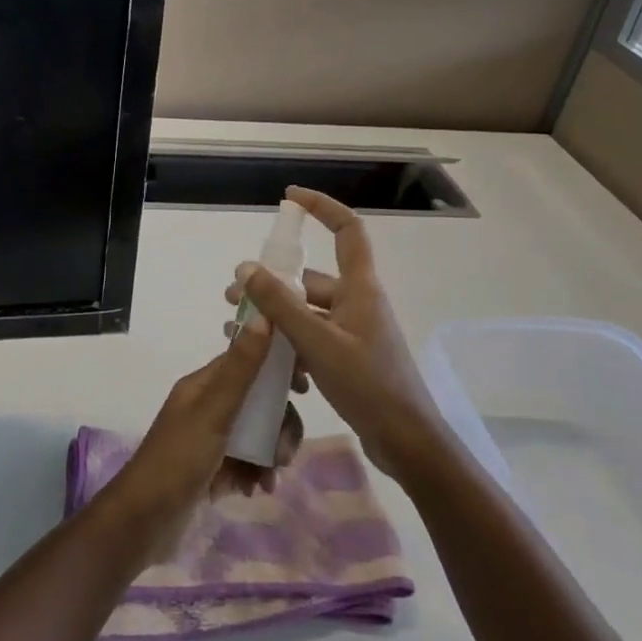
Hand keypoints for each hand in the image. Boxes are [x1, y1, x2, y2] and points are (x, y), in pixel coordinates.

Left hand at [104, 316, 304, 555]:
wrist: (143, 522)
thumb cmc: (178, 460)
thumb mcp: (214, 412)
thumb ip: (241, 368)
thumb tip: (265, 315)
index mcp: (203, 386)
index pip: (247, 361)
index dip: (277, 368)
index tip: (305, 388)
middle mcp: (207, 407)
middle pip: (258, 402)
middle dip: (279, 424)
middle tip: (284, 452)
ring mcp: (209, 440)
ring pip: (256, 434)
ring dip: (270, 453)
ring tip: (270, 476)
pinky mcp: (212, 470)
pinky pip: (247, 462)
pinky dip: (257, 474)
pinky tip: (256, 491)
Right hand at [225, 187, 444, 480]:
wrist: (407, 443)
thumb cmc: (368, 385)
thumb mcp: (317, 342)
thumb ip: (281, 304)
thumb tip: (246, 268)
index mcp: (360, 288)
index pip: (347, 229)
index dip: (321, 207)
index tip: (289, 198)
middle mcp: (357, 302)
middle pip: (310, 279)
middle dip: (270, 285)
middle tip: (234, 298)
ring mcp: (353, 332)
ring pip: (306, 313)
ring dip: (275, 320)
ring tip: (239, 333)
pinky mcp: (348, 358)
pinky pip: (312, 340)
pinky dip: (290, 348)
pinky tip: (270, 369)